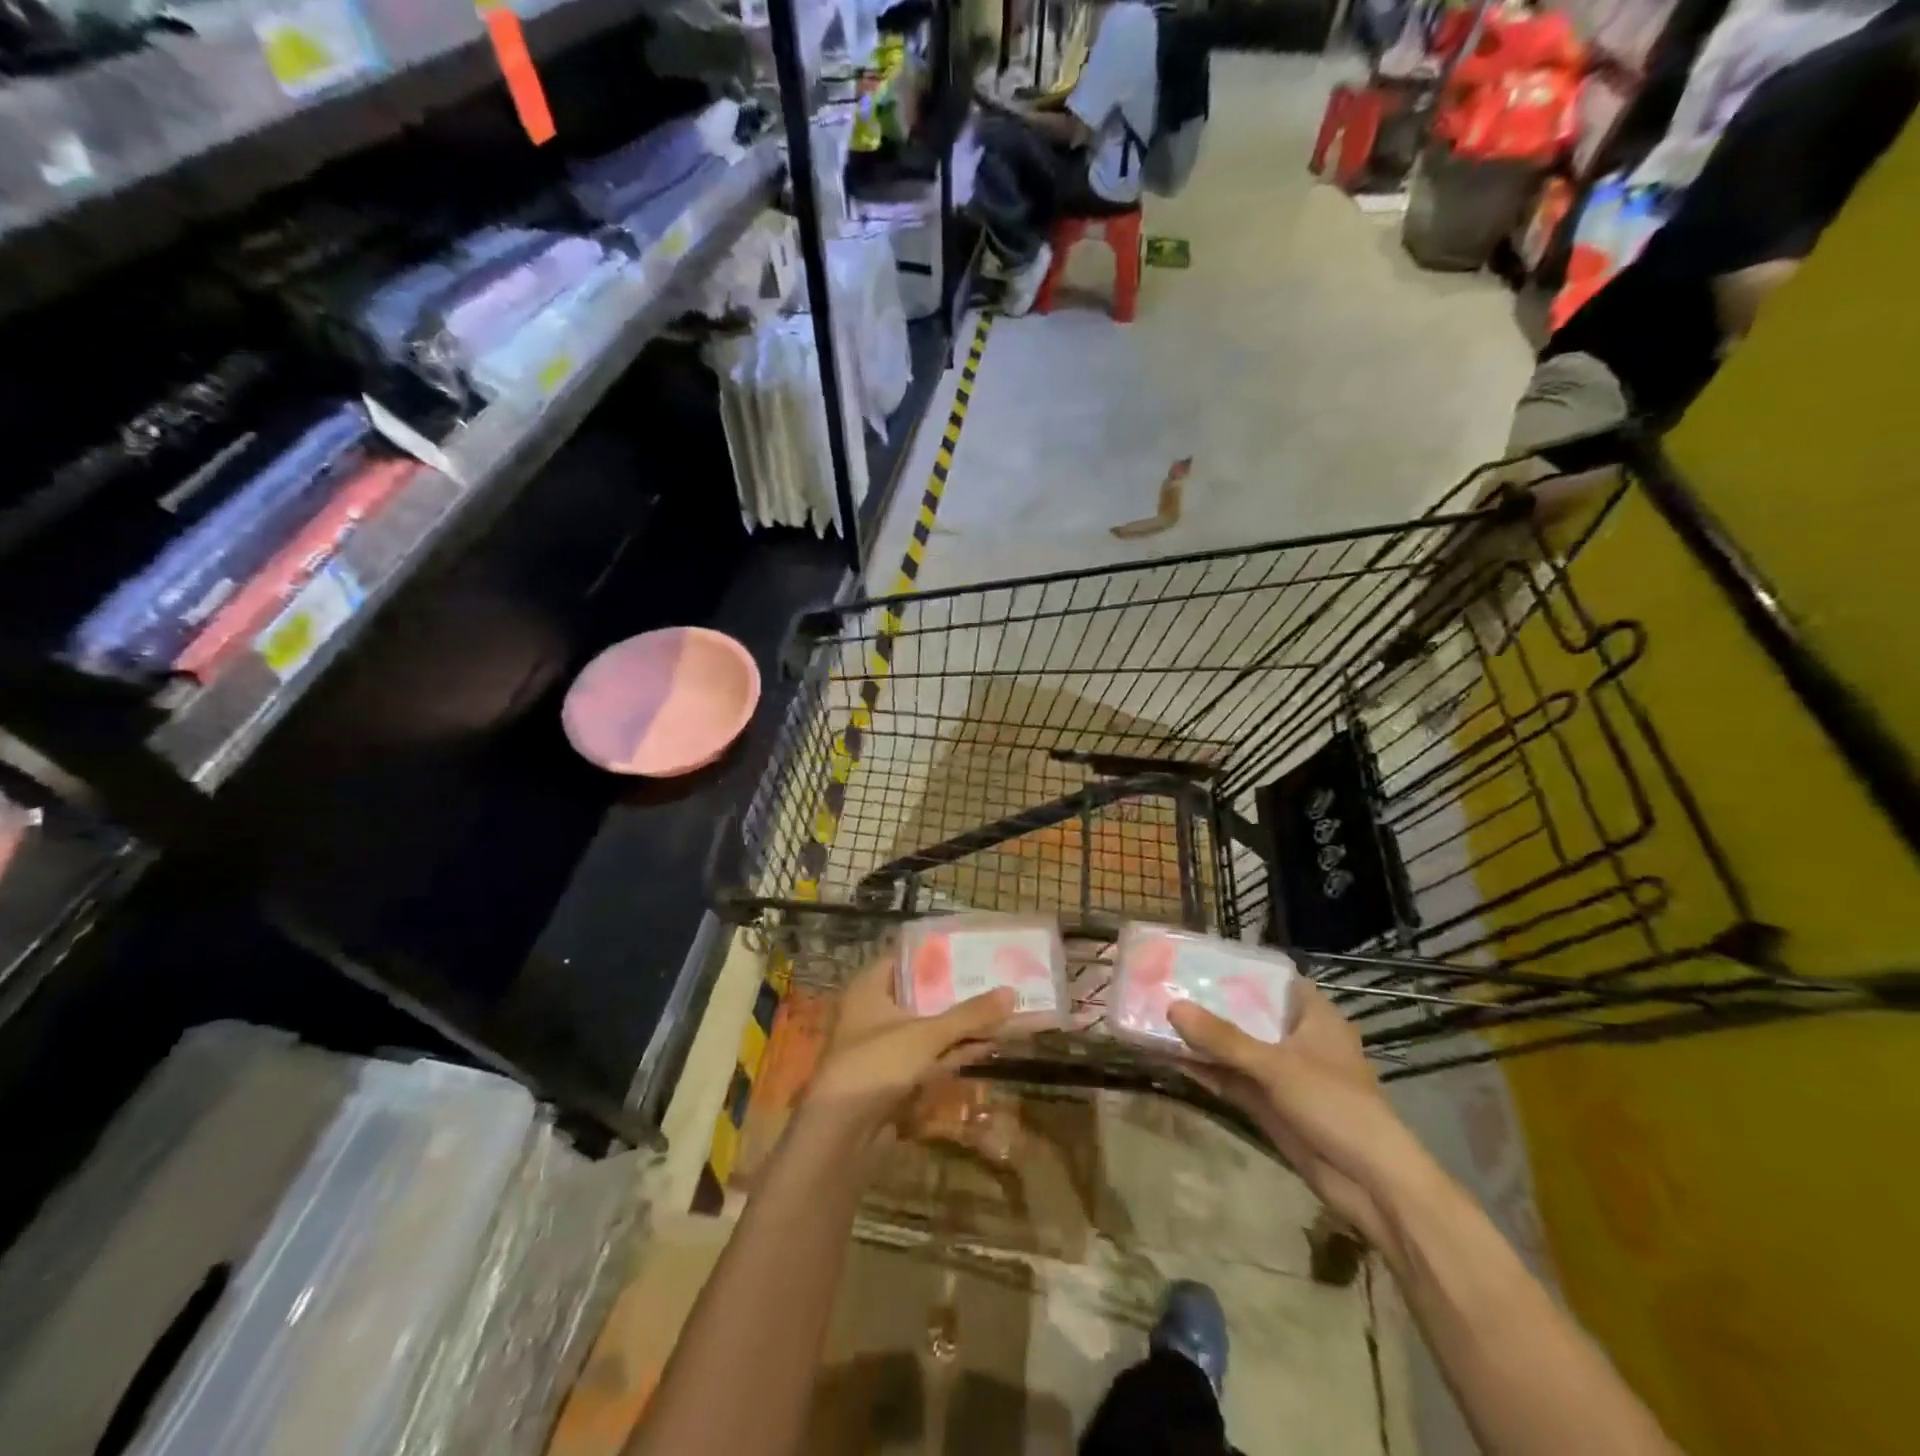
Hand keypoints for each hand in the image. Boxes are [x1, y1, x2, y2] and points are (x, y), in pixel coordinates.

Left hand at [804, 954, 1019, 1136]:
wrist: (841, 1137)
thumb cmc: (876, 1065)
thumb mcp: (926, 1035)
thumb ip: (969, 1015)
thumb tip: (1012, 992)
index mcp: (869, 987)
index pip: (906, 958)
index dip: (939, 954)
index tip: (973, 947)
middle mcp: (874, 1011)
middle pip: (921, 994)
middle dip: (957, 991)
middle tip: (995, 977)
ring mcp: (884, 1047)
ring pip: (928, 1027)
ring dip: (961, 1024)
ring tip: (1002, 1010)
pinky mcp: (893, 1077)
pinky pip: (929, 1055)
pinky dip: (953, 1050)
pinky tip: (987, 1044)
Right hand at [1168, 979, 1424, 1247]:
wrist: (1371, 1184)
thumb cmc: (1335, 1105)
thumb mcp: (1276, 1065)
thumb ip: (1223, 1039)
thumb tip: (1173, 1007)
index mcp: (1313, 1017)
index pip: (1273, 979)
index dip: (1239, 969)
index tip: (1198, 959)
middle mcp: (1297, 1040)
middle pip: (1249, 1013)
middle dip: (1211, 1003)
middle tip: (1166, 985)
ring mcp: (1283, 1075)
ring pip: (1237, 1049)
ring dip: (1204, 1040)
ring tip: (1158, 1017)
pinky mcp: (1271, 1105)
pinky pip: (1233, 1080)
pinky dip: (1207, 1070)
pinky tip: (1171, 1057)